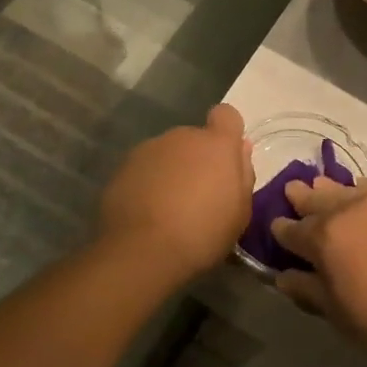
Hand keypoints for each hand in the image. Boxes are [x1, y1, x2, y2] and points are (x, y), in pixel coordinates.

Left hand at [95, 104, 254, 283]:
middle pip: (195, 138)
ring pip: (168, 153)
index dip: (227, 132)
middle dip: (198, 159)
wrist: (142, 251)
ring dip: (172, 171)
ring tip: (169, 208)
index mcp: (216, 144)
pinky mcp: (123, 166)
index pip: (226, 115)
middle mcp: (182, 137)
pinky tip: (146, 212)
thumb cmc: (202, 233)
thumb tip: (241, 148)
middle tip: (198, 195)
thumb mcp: (240, 212)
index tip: (225, 158)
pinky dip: (148, 183)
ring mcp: (149, 149)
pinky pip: (145, 168)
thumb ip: (243, 173)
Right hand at [270, 179, 366, 366]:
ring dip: (330, 189)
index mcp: (324, 238)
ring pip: (346, 188)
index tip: (277, 229)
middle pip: (317, 199)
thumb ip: (308, 290)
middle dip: (302, 198)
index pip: (293, 231)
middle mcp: (348, 210)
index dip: (282, 231)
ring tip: (321, 186)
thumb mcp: (339, 314)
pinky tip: (361, 189)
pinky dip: (363, 188)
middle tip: (292, 192)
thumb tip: (282, 276)